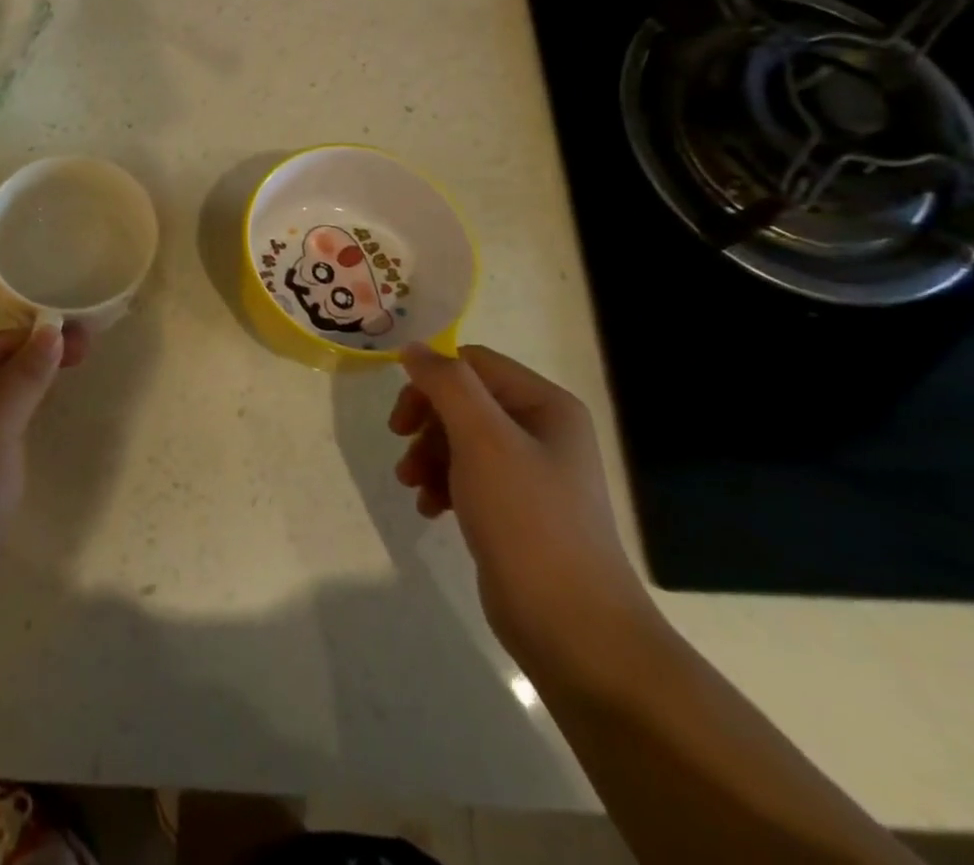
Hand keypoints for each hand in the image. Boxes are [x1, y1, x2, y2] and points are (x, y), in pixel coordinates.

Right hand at [389, 344, 651, 674]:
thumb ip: (446, 384)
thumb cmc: (527, 519)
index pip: (473, 363)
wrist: (572, 626)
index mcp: (546, 405)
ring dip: (427, 455)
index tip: (402, 414)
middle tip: (400, 445)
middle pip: (463, 401)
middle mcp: (542, 430)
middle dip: (426, 423)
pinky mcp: (517, 509)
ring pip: (459, 439)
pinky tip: (431, 509)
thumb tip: (413, 348)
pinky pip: (467, 476)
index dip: (431, 379)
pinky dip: (442, 484)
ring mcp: (531, 472)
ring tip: (412, 485)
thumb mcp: (482, 438)